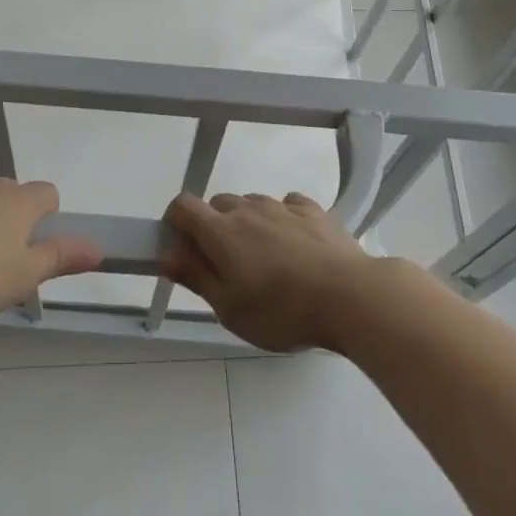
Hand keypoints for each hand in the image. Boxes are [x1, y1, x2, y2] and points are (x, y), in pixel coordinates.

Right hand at [160, 192, 374, 351]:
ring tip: (265, 260)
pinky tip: (294, 245)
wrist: (350, 296)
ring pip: (252, 204)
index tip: (183, 249)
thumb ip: (195, 276)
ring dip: (248, 223)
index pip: (183, 206)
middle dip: (213, 227)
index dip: (176, 222)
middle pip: (217, 204)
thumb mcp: (229, 308)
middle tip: (226, 265)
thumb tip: (165, 254)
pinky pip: (286, 205)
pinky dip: (281, 219)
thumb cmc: (282, 311)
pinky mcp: (312, 210)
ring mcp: (282, 205)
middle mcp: (248, 208)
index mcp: (220, 231)